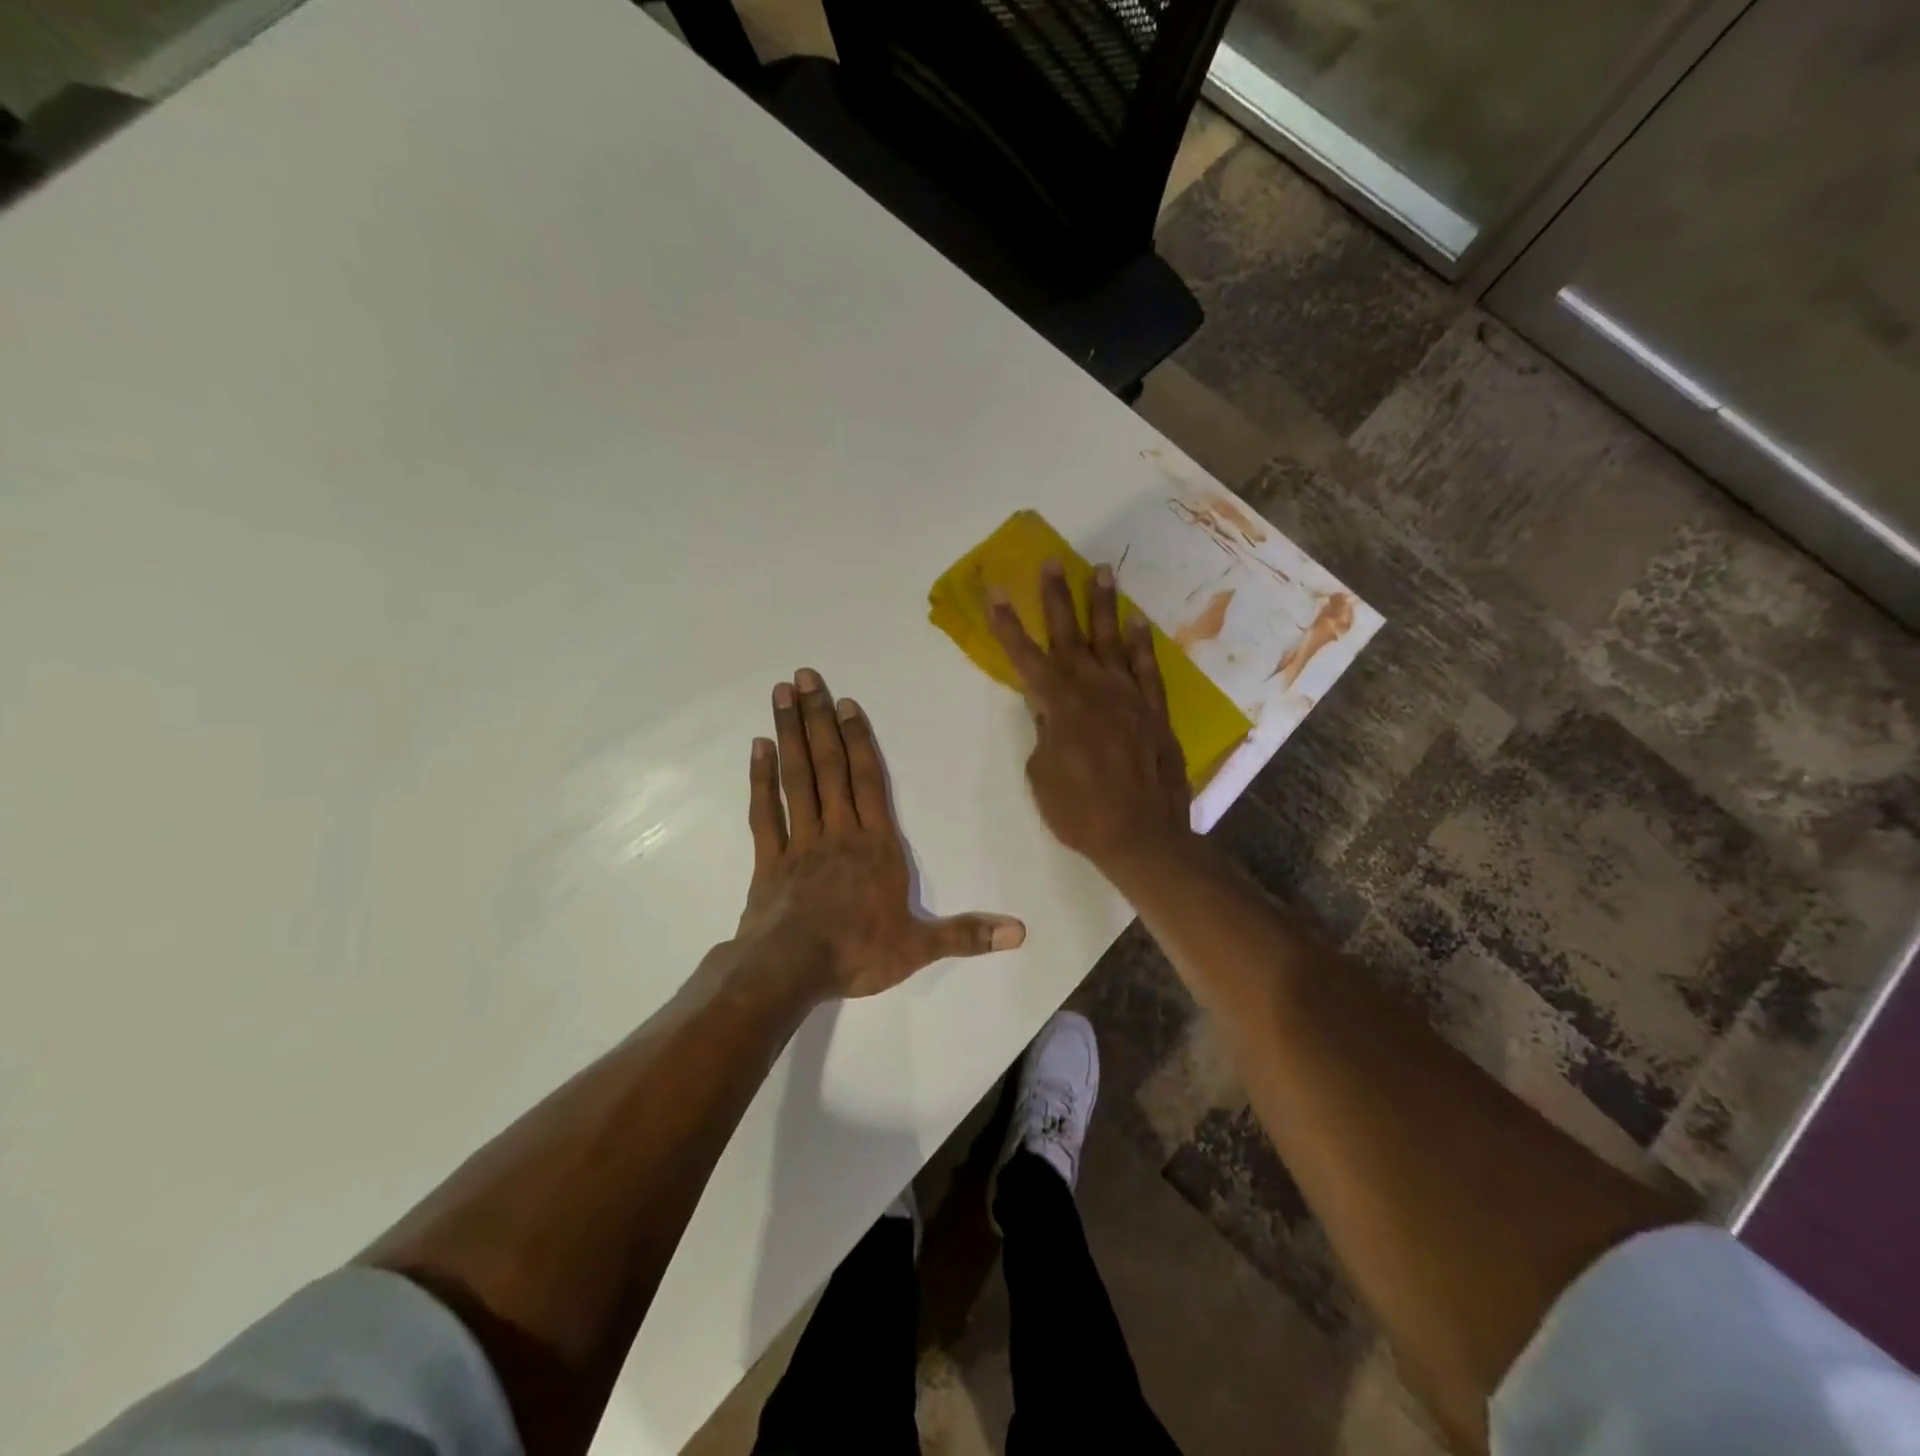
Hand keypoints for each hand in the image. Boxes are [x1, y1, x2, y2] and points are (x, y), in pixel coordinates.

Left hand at [738, 667, 1025, 998]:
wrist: (790, 971)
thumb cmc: (857, 953)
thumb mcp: (918, 948)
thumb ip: (967, 934)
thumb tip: (1021, 932)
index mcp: (875, 845)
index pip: (869, 781)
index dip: (858, 740)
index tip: (844, 703)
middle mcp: (838, 831)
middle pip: (829, 766)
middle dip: (818, 720)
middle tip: (804, 676)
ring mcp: (800, 842)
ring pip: (796, 778)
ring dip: (789, 734)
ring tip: (780, 695)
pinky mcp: (769, 859)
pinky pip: (765, 812)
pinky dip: (761, 779)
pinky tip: (757, 747)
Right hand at [988, 561, 1195, 874]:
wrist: (1142, 837)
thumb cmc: (1080, 813)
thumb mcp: (1042, 776)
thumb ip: (1045, 734)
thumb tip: (1050, 713)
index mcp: (1059, 706)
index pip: (1025, 657)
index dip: (1007, 624)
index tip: (996, 590)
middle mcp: (1094, 690)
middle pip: (1070, 636)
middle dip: (1057, 597)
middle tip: (1052, 562)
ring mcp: (1128, 697)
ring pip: (1112, 641)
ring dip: (1103, 605)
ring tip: (1101, 571)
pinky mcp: (1155, 711)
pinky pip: (1147, 669)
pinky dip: (1141, 644)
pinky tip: (1137, 622)